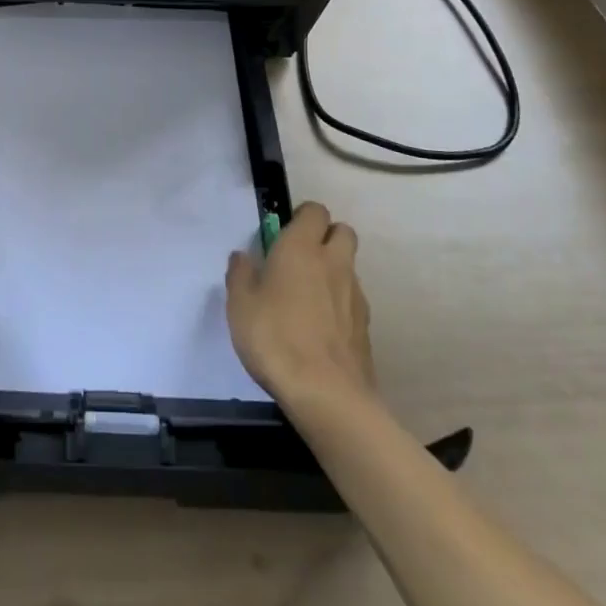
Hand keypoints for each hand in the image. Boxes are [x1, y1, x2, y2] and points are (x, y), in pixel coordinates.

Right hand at [226, 202, 377, 414]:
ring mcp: (354, 294)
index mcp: (301, 248)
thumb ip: (240, 275)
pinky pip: (352, 299)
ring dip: (333, 271)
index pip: (314, 211)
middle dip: (326, 236)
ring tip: (307, 299)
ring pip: (349, 267)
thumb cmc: (275, 338)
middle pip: (343, 231)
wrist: (327, 394)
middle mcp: (333, 263)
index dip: (302, 217)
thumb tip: (243, 257)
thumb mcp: (240, 305)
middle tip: (300, 259)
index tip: (283, 233)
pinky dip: (339, 303)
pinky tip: (320, 328)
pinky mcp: (365, 326)